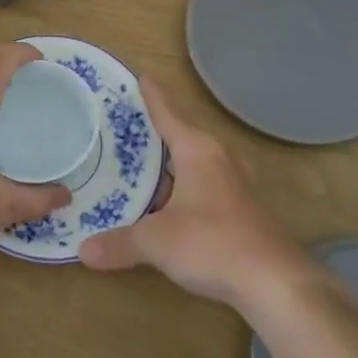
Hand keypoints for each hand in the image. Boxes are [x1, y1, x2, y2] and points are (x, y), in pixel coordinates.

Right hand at [79, 78, 318, 311]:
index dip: (153, 96)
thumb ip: (120, 243)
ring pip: (195, 161)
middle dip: (157, 129)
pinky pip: (204, 184)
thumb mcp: (157, 242)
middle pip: (183, 134)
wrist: (274, 282)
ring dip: (171, 161)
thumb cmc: (212, 243)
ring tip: (141, 162)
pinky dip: (183, 185)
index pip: (168, 113)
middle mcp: (217, 158)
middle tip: (127, 124)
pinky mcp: (241, 209)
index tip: (141, 76)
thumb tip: (83, 251)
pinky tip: (168, 203)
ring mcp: (233, 184)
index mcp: (196, 150)